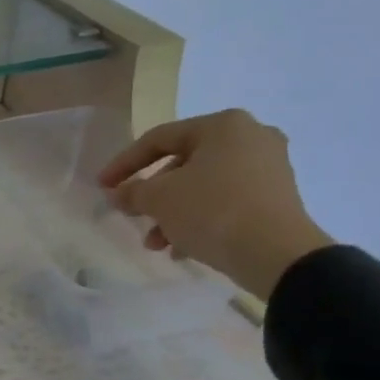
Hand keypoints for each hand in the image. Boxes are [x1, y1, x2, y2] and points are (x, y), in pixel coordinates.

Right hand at [98, 109, 333, 299]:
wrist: (277, 254)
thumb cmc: (212, 211)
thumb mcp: (159, 199)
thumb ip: (132, 191)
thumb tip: (118, 194)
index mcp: (222, 125)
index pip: (158, 139)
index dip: (124, 163)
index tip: (102, 186)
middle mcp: (250, 138)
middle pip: (182, 164)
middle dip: (153, 195)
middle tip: (132, 215)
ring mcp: (268, 168)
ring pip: (203, 187)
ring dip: (173, 213)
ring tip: (156, 243)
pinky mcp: (276, 197)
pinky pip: (225, 202)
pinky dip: (199, 220)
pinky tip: (182, 248)